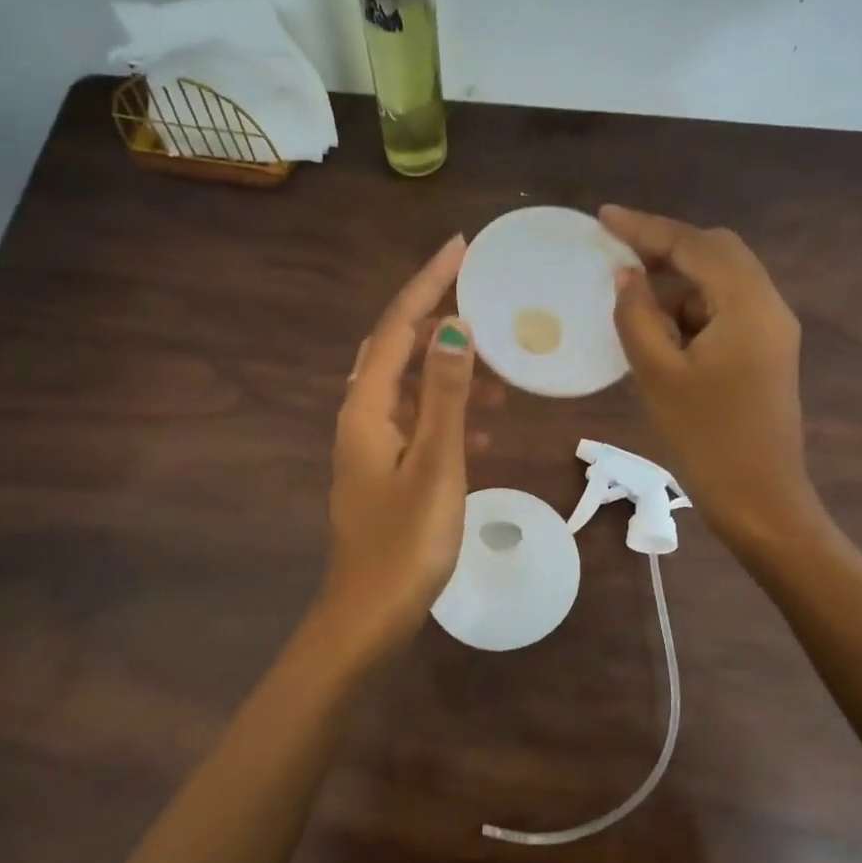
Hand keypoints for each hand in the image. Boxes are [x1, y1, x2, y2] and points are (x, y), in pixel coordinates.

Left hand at [316, 234, 480, 658]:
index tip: (461, 247)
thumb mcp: (435, 462)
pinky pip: (418, 423)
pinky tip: (484, 430)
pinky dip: (448, 414)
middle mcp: (362, 416)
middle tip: (484, 300)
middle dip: (438, 318)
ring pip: (412, 387)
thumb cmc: (406, 541)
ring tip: (499, 372)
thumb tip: (454, 327)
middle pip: (400, 349)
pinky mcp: (386, 469)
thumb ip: (444, 394)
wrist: (369, 615)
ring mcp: (372, 444)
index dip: (428, 283)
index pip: (399, 326)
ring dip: (451, 372)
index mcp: (367, 406)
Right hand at [599, 206, 822, 549]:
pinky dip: (690, 308)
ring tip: (631, 299)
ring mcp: (771, 330)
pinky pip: (724, 310)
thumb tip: (627, 277)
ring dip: (677, 282)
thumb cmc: (706, 439)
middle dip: (665, 249)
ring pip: (720, 282)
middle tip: (617, 257)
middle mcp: (768, 306)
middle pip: (716, 253)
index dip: (646, 228)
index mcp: (748, 305)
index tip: (604, 217)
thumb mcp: (658, 375)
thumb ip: (637, 316)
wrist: (760, 500)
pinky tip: (658, 329)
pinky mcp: (765, 352)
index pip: (694, 246)